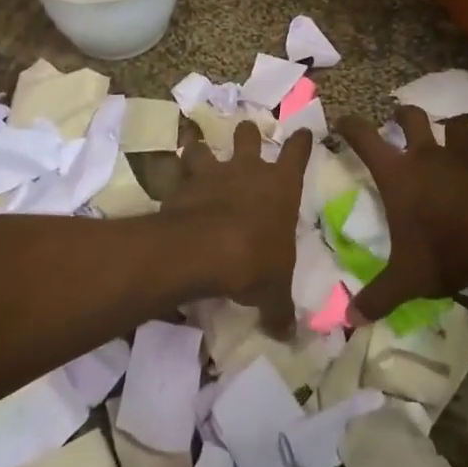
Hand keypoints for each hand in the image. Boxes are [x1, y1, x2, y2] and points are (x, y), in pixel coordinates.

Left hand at [167, 121, 313, 336]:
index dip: (301, 141)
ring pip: (203, 147)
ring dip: (198, 148)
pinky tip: (165, 180)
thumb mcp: (274, 291)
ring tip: (194, 148)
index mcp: (281, 186)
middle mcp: (248, 171)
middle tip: (245, 132)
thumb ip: (280, 308)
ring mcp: (213, 173)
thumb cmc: (255, 261)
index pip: (297, 153)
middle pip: (248, 136)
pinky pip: (173, 172)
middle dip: (247, 133)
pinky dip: (170, 175)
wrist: (206, 250)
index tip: (302, 132)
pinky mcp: (182, 184)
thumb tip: (289, 335)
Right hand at [333, 107, 467, 320]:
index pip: (365, 138)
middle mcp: (425, 155)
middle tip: (398, 118)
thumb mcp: (405, 279)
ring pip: (453, 126)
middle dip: (403, 114)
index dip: (351, 126)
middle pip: (412, 118)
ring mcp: (459, 157)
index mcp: (397, 173)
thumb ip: (378, 296)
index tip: (342, 121)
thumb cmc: (442, 250)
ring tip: (447, 134)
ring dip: (448, 128)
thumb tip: (350, 320)